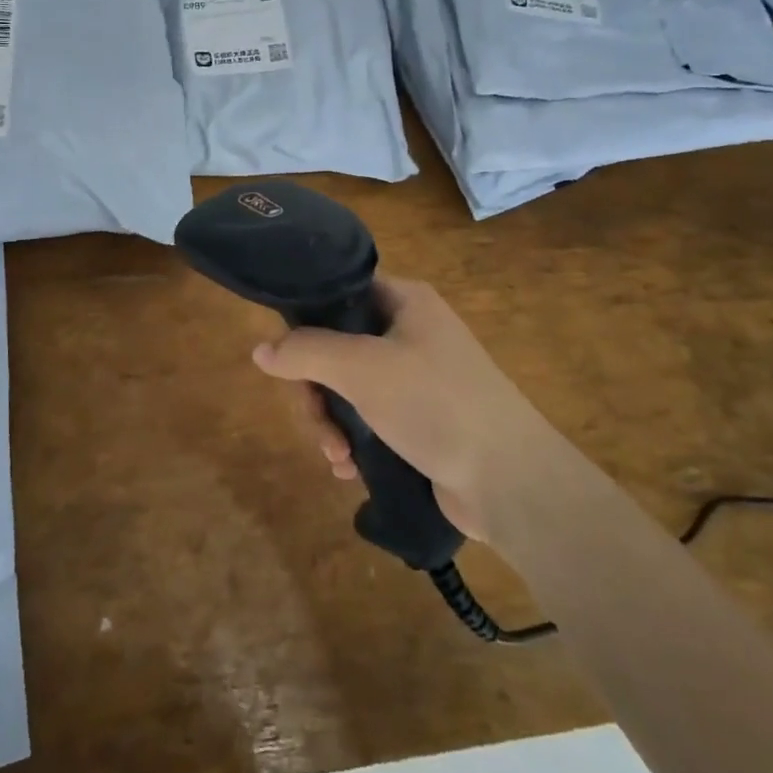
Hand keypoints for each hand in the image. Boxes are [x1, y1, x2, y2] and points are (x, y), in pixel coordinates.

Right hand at [253, 277, 544, 542]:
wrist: (512, 481)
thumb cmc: (435, 403)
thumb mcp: (361, 368)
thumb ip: (306, 352)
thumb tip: (260, 350)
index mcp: (405, 302)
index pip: (341, 291)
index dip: (307, 317)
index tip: (286, 352)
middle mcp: (411, 332)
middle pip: (337, 347)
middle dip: (317, 390)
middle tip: (315, 422)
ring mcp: (417, 379)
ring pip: (349, 389)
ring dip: (332, 423)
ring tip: (337, 458)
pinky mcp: (420, 421)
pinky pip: (369, 420)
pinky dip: (354, 441)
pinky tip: (351, 470)